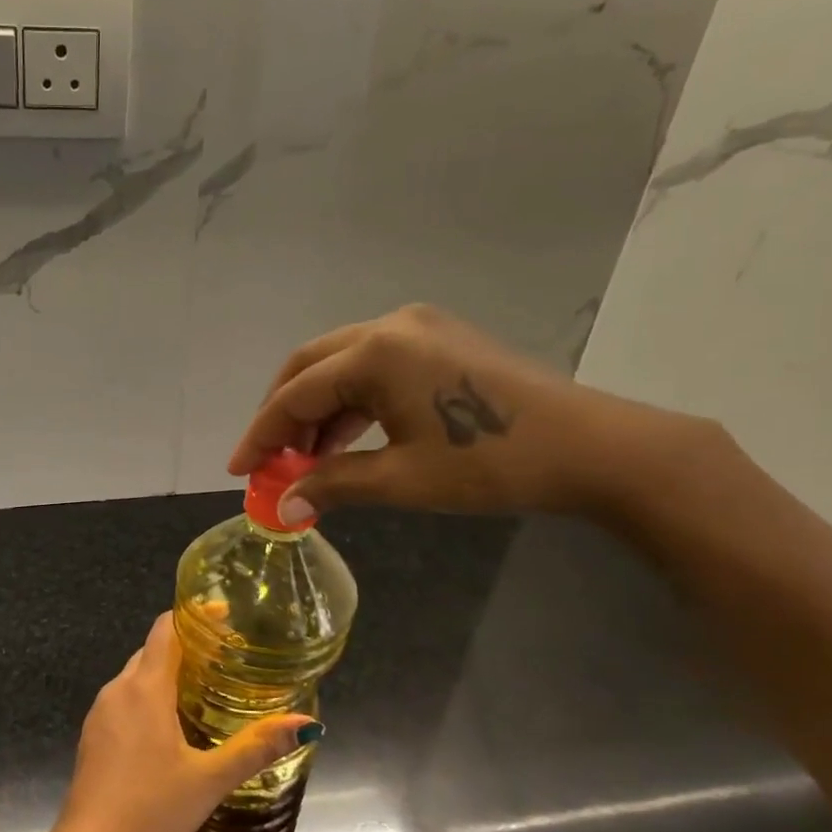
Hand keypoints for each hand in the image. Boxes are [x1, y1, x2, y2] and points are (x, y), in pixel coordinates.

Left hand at [45, 613, 317, 831]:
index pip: (166, 629)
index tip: (226, 619)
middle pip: (153, 650)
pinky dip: (149, 697)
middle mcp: (118, 690)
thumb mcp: (210, 780)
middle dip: (186, 646)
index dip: (195, 617)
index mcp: (145, 689)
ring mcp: (100, 713)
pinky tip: (170, 725)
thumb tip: (307, 722)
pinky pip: (124, 700)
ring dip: (167, 672)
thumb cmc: (151, 811)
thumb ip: (257, 747)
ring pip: (136, 676)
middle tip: (227, 659)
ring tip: (205, 688)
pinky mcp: (92, 736)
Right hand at [228, 303, 670, 521]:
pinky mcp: (440, 340)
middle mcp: (391, 325)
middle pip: (310, 366)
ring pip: (341, 364)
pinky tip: (346, 438)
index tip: (239, 470)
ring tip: (306, 459)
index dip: (262, 435)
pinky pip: (374, 366)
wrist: (592, 448)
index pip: (296, 394)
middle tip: (269, 461)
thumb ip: (333, 484)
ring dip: (316, 409)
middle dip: (282, 415)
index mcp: (377, 351)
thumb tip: (281, 506)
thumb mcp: (402, 479)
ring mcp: (419, 327)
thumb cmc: (490, 462)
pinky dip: (351, 401)